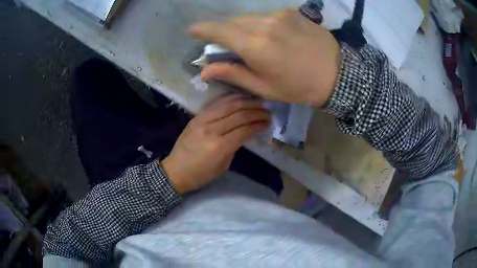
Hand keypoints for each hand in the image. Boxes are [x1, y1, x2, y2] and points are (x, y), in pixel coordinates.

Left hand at [161, 95, 269, 193]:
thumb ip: (235, 147)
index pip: (245, 129)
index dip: (259, 124)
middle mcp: (212, 130)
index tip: (268, 123)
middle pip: (239, 114)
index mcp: (220, 146)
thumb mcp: (223, 166)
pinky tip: (240, 98)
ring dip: (245, 102)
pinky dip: (230, 99)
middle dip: (256, 112)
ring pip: (228, 105)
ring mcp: (202, 121)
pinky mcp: (197, 117)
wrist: (175, 170)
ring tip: (257, 102)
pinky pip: (216, 104)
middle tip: (267, 112)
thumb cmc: (201, 174)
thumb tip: (246, 132)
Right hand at [188, 9, 340, 106]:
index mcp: (255, 45)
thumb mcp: (264, 87)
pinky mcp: (291, 13)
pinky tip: (271, 36)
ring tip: (251, 42)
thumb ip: (233, 74)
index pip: (218, 30)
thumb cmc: (299, 87)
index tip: (191, 31)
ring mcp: (279, 15)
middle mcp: (264, 23)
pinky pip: (266, 16)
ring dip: (242, 27)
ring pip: (248, 17)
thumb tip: (204, 70)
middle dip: (224, 31)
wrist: (338, 74)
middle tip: (227, 46)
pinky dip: (260, 24)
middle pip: (232, 21)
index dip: (202, 29)